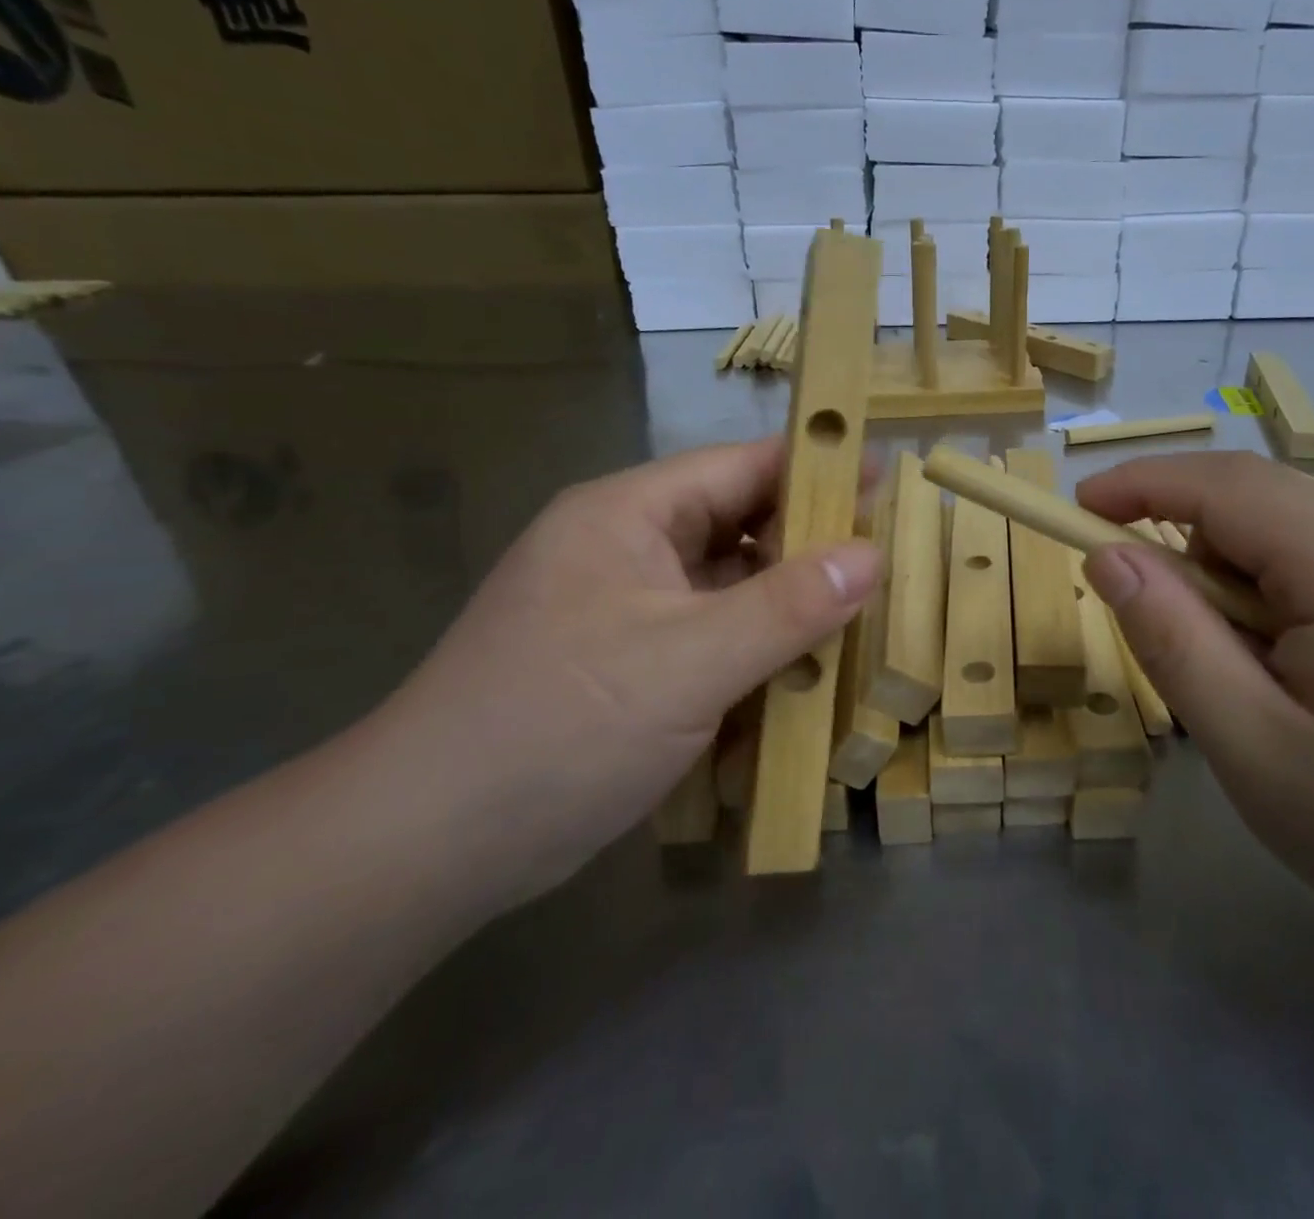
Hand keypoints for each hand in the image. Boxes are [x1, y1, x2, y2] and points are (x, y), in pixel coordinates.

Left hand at [362, 438, 879, 907]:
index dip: (816, 468)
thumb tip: (871, 555)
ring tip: (861, 616)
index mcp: (629, 515)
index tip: (887, 480)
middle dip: (809, 544)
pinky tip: (803, 673)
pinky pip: (712, 636)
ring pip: (730, 586)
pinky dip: (757, 649)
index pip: (741, 467)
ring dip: (787, 604)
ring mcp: (626, 610)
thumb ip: (788, 605)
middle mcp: (627, 549)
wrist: (427, 846)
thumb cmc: (561, 726)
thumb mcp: (690, 661)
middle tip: (886, 561)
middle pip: (738, 525)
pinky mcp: (629, 664)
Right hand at [1079, 452, 1313, 950]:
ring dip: (1250, 586)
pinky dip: (1296, 593)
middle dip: (1202, 563)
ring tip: (1277, 684)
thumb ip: (1172, 641)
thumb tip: (1107, 557)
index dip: (1141, 484)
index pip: (1227, 485)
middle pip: (1261, 507)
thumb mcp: (1255, 751)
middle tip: (1206, 661)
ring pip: (1296, 530)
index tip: (1077, 507)